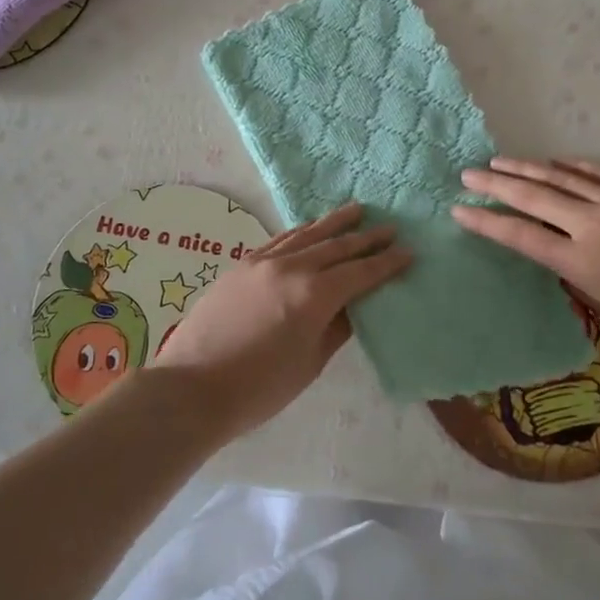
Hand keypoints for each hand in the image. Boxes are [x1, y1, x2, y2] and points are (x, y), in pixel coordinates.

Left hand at [149, 203, 410, 439]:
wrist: (191, 387)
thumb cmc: (258, 388)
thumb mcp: (309, 363)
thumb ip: (336, 328)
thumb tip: (354, 306)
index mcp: (314, 295)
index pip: (360, 272)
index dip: (386, 263)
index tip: (408, 251)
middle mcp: (291, 268)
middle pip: (337, 246)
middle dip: (366, 237)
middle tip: (390, 227)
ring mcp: (263, 262)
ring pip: (307, 234)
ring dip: (334, 223)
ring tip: (357, 210)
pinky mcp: (242, 265)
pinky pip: (280, 240)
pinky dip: (301, 231)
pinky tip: (310, 228)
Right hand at [453, 158, 599, 344]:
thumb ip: (581, 274)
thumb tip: (562, 251)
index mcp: (581, 260)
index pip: (520, 235)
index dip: (486, 222)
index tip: (459, 210)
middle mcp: (591, 223)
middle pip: (531, 197)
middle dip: (494, 184)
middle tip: (467, 174)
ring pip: (559, 176)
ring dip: (525, 168)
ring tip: (499, 161)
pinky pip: (596, 171)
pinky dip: (570, 166)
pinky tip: (555, 162)